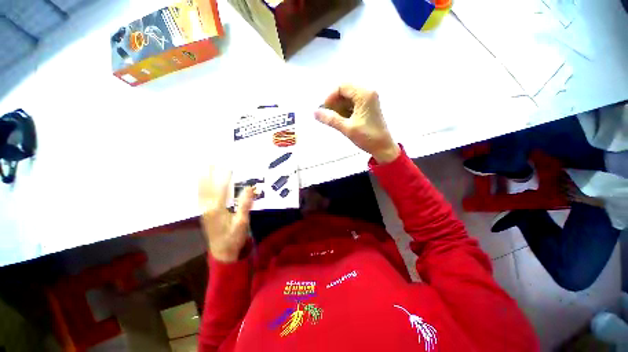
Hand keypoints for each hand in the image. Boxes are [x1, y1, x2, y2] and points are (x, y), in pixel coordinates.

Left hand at [199, 167, 254, 262]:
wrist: (222, 253)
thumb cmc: (234, 237)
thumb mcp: (242, 222)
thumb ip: (245, 205)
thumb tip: (250, 188)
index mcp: (217, 209)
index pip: (220, 187)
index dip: (223, 175)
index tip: (225, 164)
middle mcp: (207, 207)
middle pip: (207, 187)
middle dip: (209, 173)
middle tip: (209, 161)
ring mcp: (204, 211)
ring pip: (201, 191)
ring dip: (202, 179)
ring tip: (202, 168)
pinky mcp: (204, 214)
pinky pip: (201, 197)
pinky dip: (200, 188)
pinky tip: (201, 184)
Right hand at [315, 84, 399, 163]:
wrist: (383, 148)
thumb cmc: (367, 137)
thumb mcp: (347, 128)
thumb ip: (330, 119)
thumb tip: (314, 112)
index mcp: (364, 95)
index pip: (342, 87)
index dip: (330, 97)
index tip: (324, 110)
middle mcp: (368, 93)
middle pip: (345, 91)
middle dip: (334, 103)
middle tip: (328, 116)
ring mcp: (369, 100)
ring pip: (348, 98)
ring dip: (339, 107)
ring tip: (334, 120)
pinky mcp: (368, 107)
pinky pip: (353, 104)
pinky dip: (345, 111)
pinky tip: (342, 121)